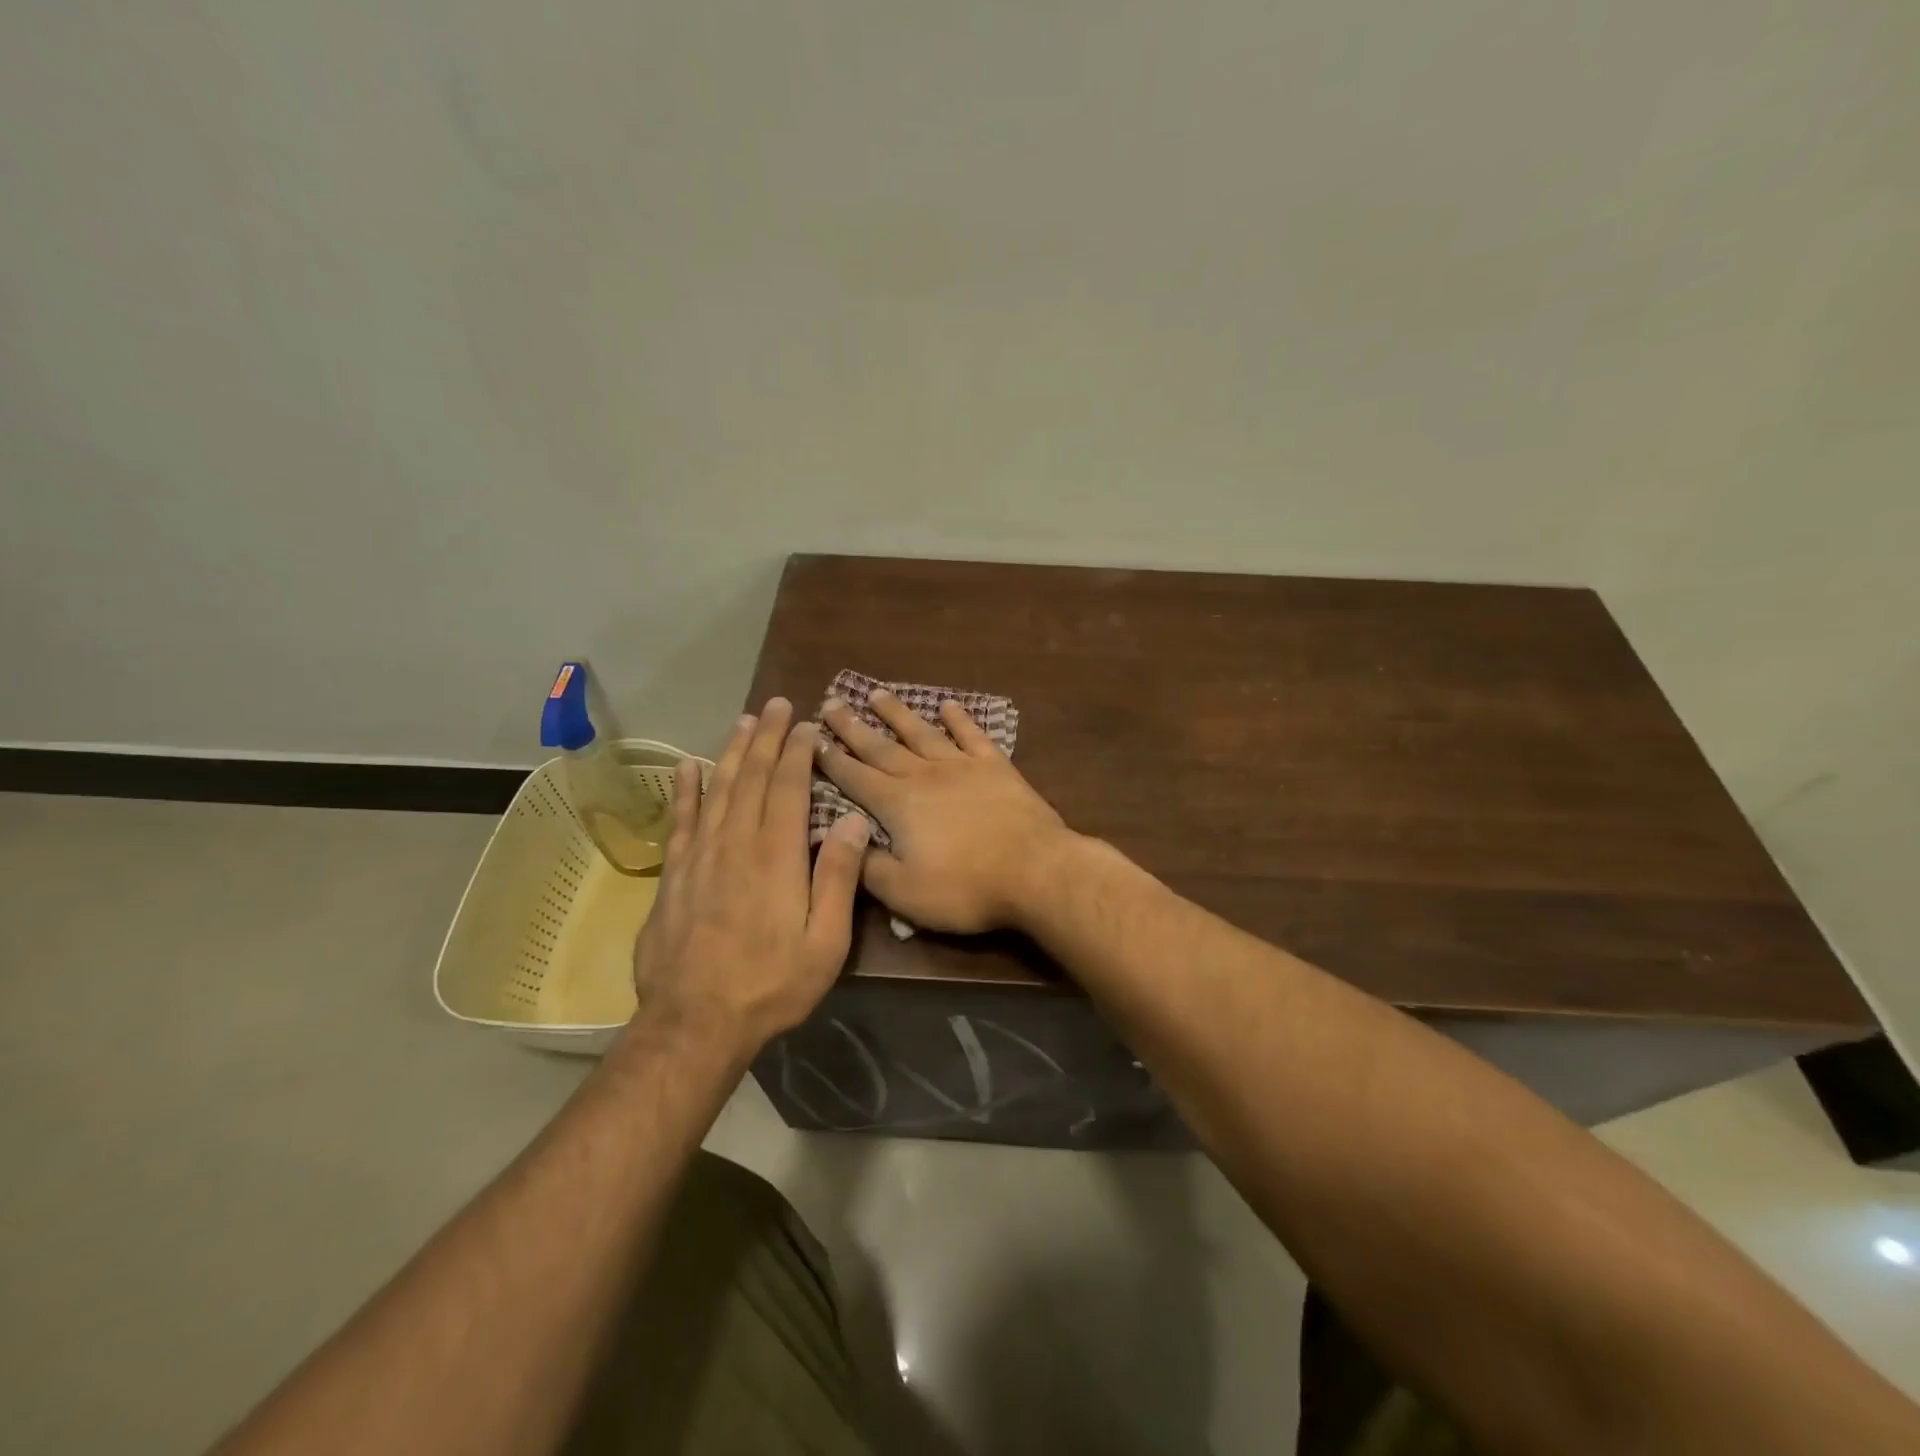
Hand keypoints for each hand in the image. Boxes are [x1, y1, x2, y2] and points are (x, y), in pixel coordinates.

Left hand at [630, 699, 870, 1052]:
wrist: (695, 1022)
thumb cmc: (772, 983)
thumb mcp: (825, 941)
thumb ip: (838, 877)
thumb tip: (851, 821)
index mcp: (776, 856)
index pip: (787, 787)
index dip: (797, 752)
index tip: (806, 725)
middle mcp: (735, 843)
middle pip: (751, 777)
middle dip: (766, 738)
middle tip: (777, 704)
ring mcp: (699, 857)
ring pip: (717, 789)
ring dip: (732, 752)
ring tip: (744, 721)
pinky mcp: (674, 875)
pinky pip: (680, 821)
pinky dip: (685, 790)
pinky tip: (688, 766)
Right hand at [817, 689, 1072, 932]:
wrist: (1035, 871)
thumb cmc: (965, 887)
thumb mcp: (904, 892)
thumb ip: (867, 866)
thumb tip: (839, 842)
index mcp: (897, 804)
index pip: (854, 777)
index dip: (829, 759)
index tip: (809, 738)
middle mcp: (924, 775)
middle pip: (881, 747)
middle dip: (852, 726)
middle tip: (830, 703)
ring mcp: (962, 766)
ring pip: (921, 733)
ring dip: (897, 713)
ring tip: (876, 693)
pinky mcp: (996, 767)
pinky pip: (972, 736)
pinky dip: (959, 719)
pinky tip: (948, 705)